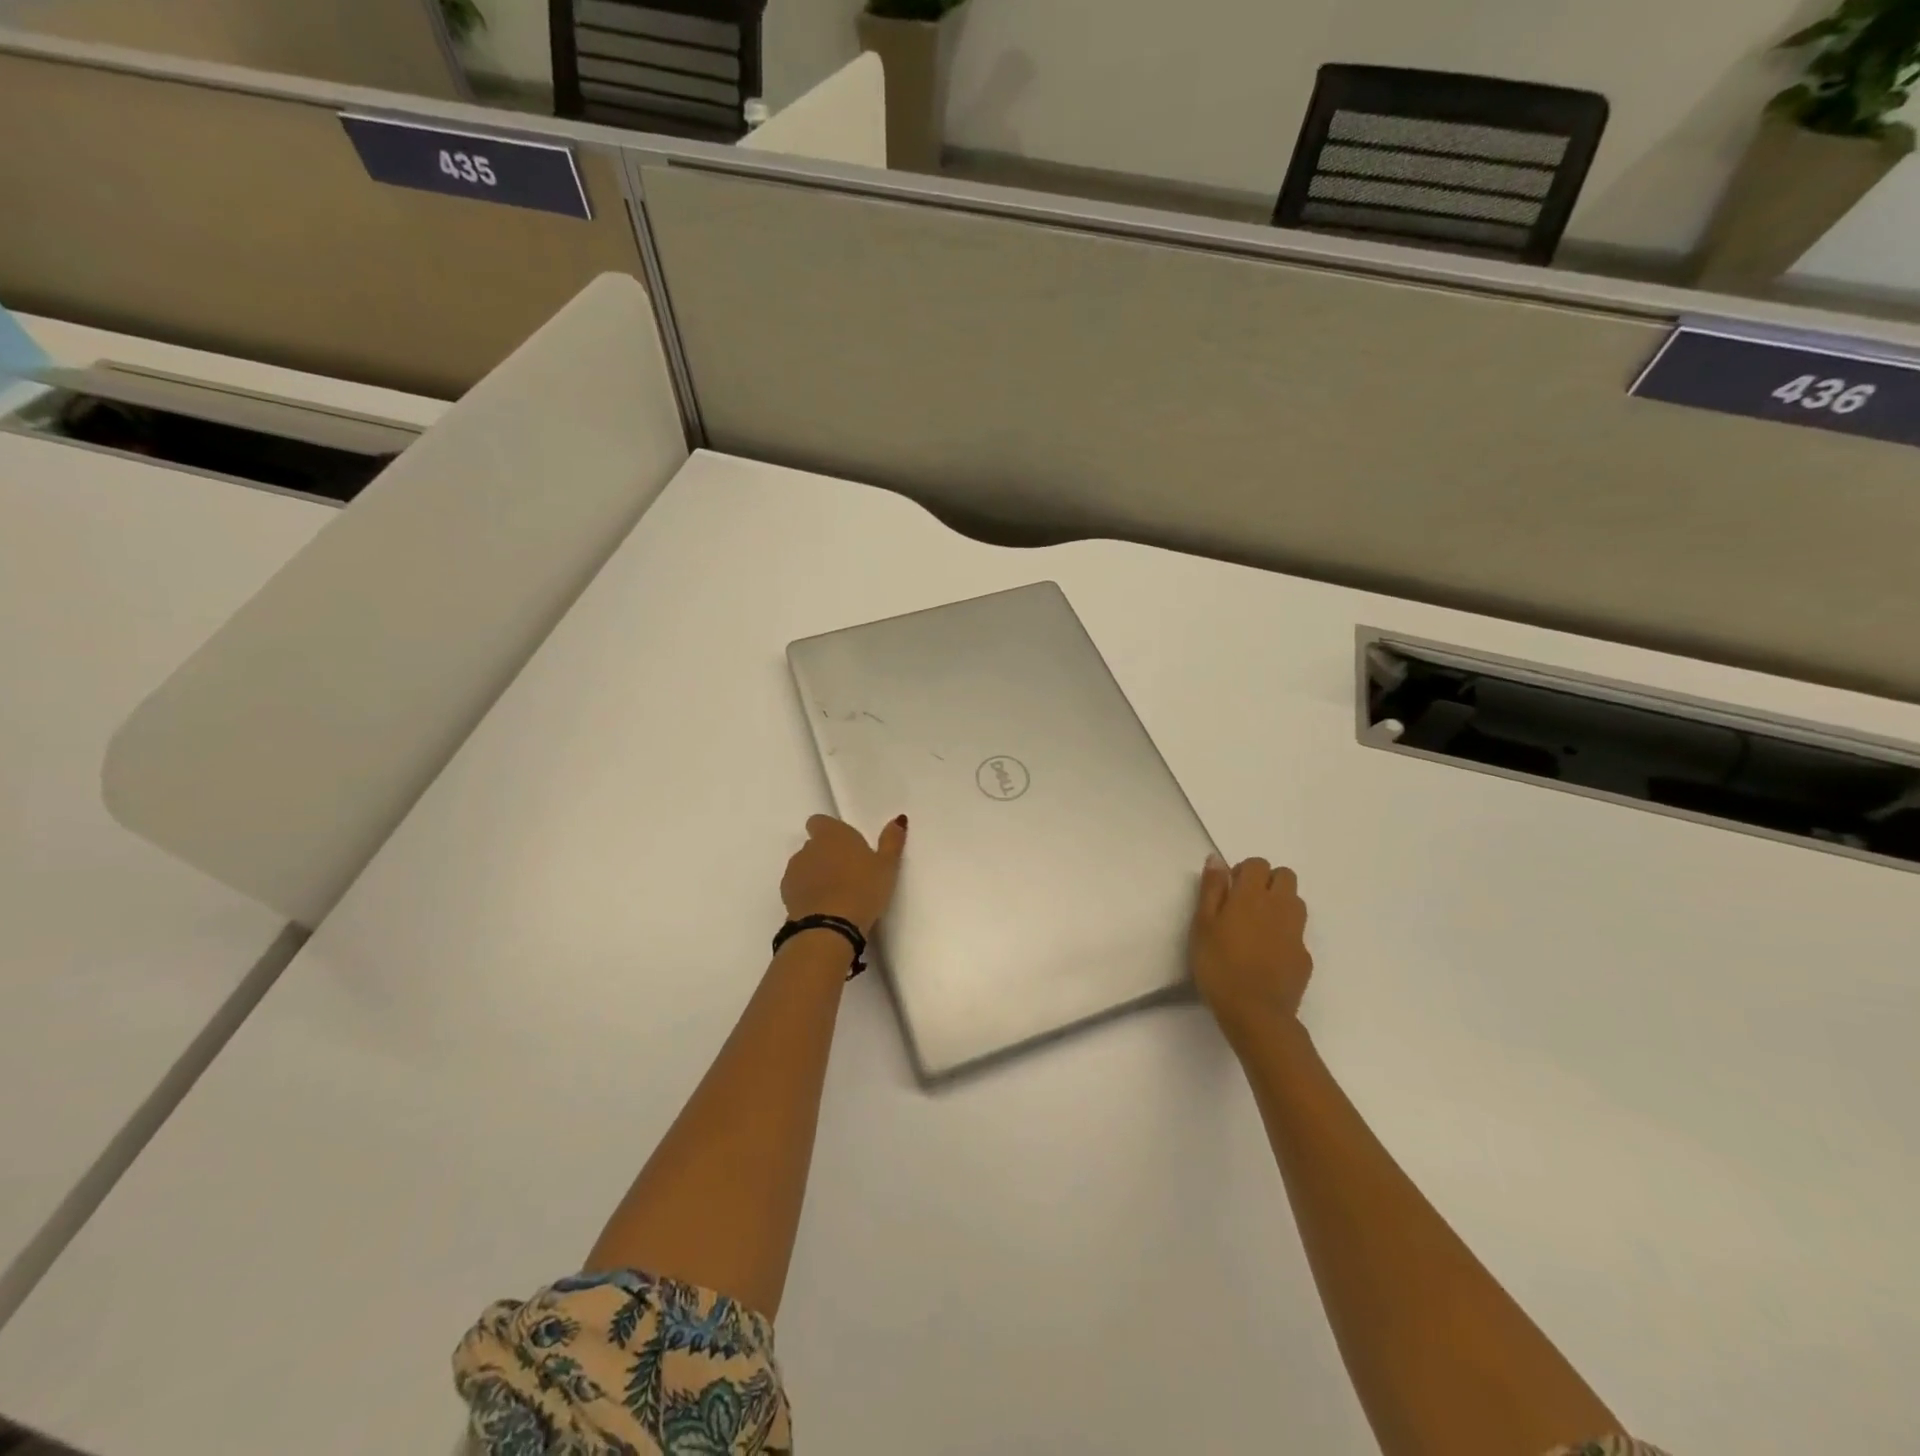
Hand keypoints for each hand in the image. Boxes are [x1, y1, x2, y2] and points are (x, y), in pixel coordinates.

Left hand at [780, 814, 907, 936]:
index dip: (830, 832)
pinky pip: (797, 888)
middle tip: (848, 873)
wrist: (829, 928)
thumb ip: (891, 841)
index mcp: (832, 834)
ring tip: (836, 894)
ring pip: (804, 866)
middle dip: (826, 855)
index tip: (845, 846)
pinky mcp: (785, 895)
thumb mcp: (887, 866)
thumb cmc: (863, 890)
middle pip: (813, 845)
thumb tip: (898, 819)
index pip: (819, 822)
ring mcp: (794, 871)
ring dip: (815, 874)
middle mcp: (808, 847)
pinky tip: (823, 909)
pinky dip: (807, 894)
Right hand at [1189, 854, 1312, 1046]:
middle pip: (1285, 876)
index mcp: (1252, 896)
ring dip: (1280, 904)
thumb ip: (1212, 889)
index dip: (1243, 871)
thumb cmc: (1219, 966)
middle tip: (1244, 903)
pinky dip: (1284, 934)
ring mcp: (1296, 933)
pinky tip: (1267, 955)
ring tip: (1257, 926)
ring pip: (1296, 902)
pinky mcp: (1304, 957)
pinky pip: (1297, 933)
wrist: (1256, 1014)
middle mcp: (1280, 907)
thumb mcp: (1202, 925)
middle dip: (1267, 881)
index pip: (1257, 864)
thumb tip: (1217, 859)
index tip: (1228, 890)